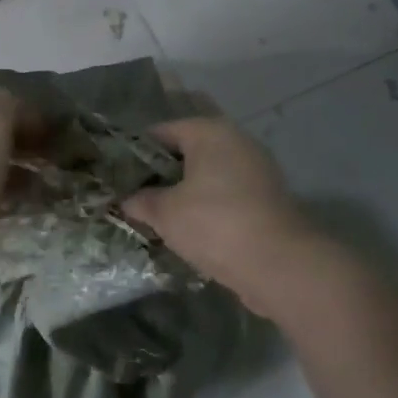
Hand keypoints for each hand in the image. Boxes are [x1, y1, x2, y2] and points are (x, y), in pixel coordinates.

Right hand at [121, 117, 314, 286]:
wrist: (279, 265)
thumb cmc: (214, 224)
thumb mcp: (165, 213)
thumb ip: (141, 201)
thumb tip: (126, 200)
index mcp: (210, 132)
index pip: (162, 132)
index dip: (137, 152)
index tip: (118, 174)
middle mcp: (237, 142)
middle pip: (188, 152)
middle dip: (162, 173)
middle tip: (135, 195)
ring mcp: (257, 170)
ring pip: (209, 175)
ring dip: (186, 192)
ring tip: (158, 215)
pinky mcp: (268, 199)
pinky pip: (227, 195)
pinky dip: (208, 206)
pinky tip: (190, 229)